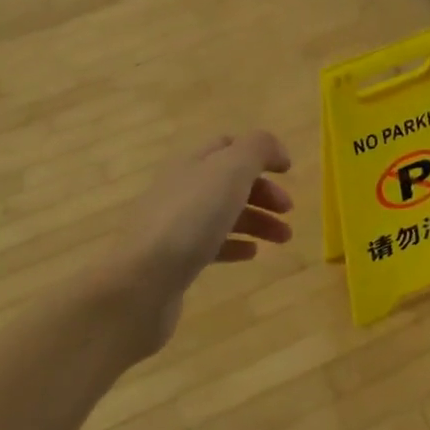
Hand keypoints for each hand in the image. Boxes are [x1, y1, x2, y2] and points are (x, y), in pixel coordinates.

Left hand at [100, 131, 293, 355]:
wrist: (141, 283)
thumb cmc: (190, 219)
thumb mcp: (231, 170)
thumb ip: (257, 149)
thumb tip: (276, 150)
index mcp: (192, 162)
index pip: (228, 145)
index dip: (260, 153)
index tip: (288, 172)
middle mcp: (180, 189)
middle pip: (228, 181)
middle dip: (263, 192)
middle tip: (289, 210)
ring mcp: (174, 226)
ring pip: (223, 214)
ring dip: (257, 221)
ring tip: (283, 238)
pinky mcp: (173, 261)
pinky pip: (210, 245)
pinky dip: (236, 245)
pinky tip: (252, 254)